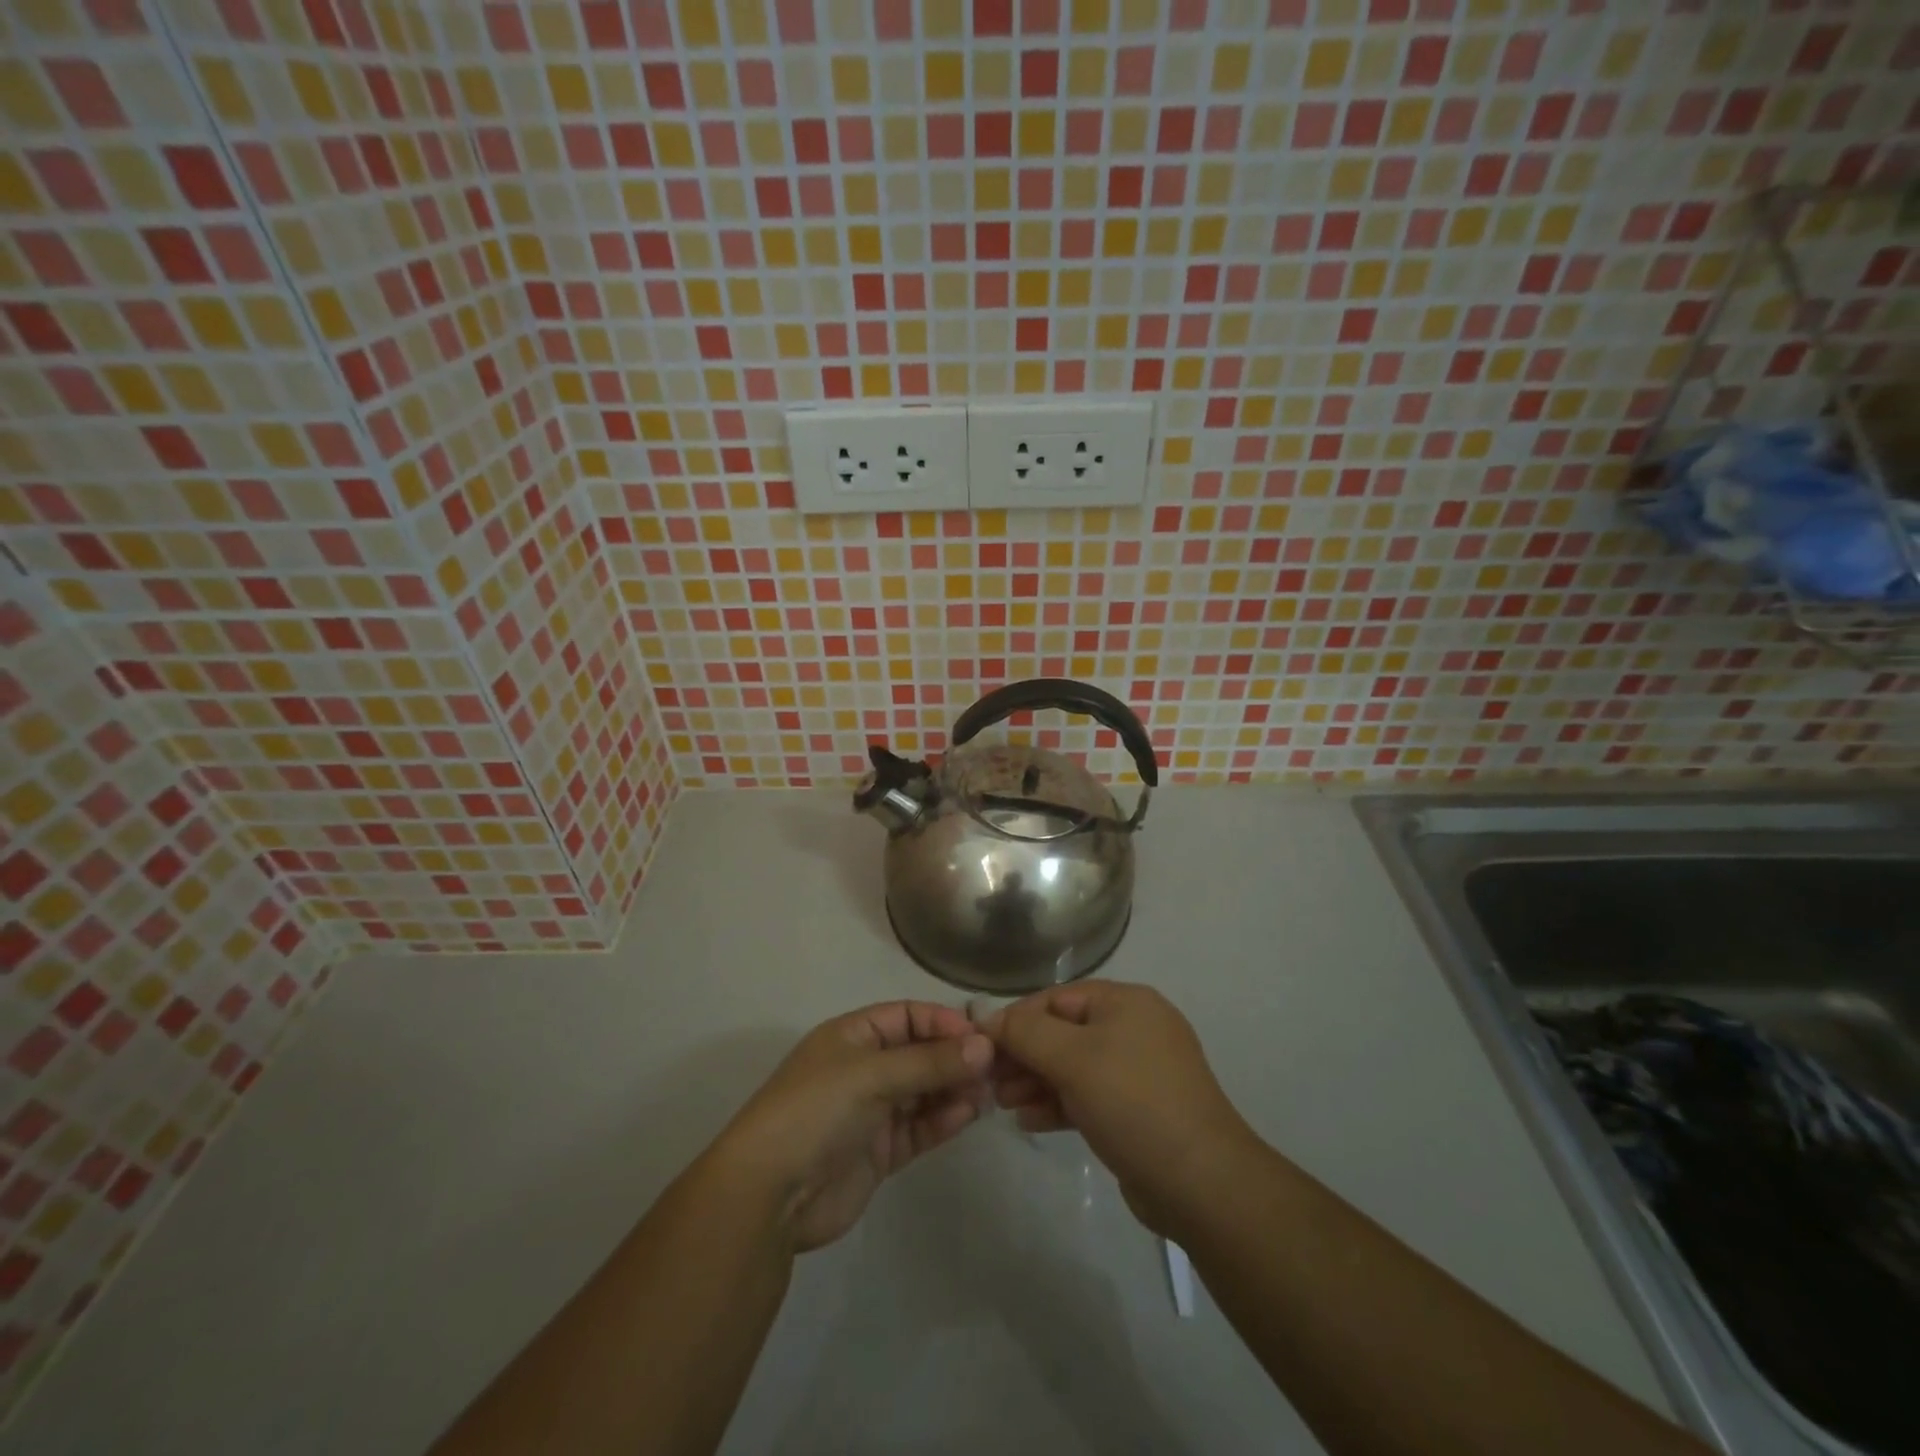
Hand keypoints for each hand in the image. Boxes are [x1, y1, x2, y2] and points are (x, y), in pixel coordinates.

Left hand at [713, 1002, 993, 1252]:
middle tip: (997, 1068)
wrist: (769, 1194)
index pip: (907, 1016)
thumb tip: (985, 1047)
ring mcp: (872, 1111)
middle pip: (919, 1054)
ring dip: (954, 1089)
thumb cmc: (816, 1111)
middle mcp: (864, 1069)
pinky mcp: (880, 1151)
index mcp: (852, 1036)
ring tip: (988, 1093)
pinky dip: (943, 1120)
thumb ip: (929, 1062)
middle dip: (955, 1058)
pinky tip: (968, 1115)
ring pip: (924, 1092)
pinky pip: (920, 1127)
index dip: (942, 1023)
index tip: (981, 1037)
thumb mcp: (872, 1075)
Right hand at [986, 981, 1253, 1236]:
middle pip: (1063, 1031)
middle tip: (988, 1081)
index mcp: (1125, 1003)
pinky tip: (1028, 1120)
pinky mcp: (1137, 1111)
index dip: (1017, 1019)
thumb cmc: (1133, 1102)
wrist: (1200, 1183)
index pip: (1057, 998)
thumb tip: (989, 1018)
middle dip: (1024, 1054)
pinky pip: (1088, 1096)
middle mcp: (1133, 1028)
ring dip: (1036, 1081)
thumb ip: (1026, 1033)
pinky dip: (1058, 1103)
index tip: (981, 1046)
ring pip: (1073, 1066)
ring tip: (1001, 1103)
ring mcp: (1138, 1072)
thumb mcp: (1073, 1058)